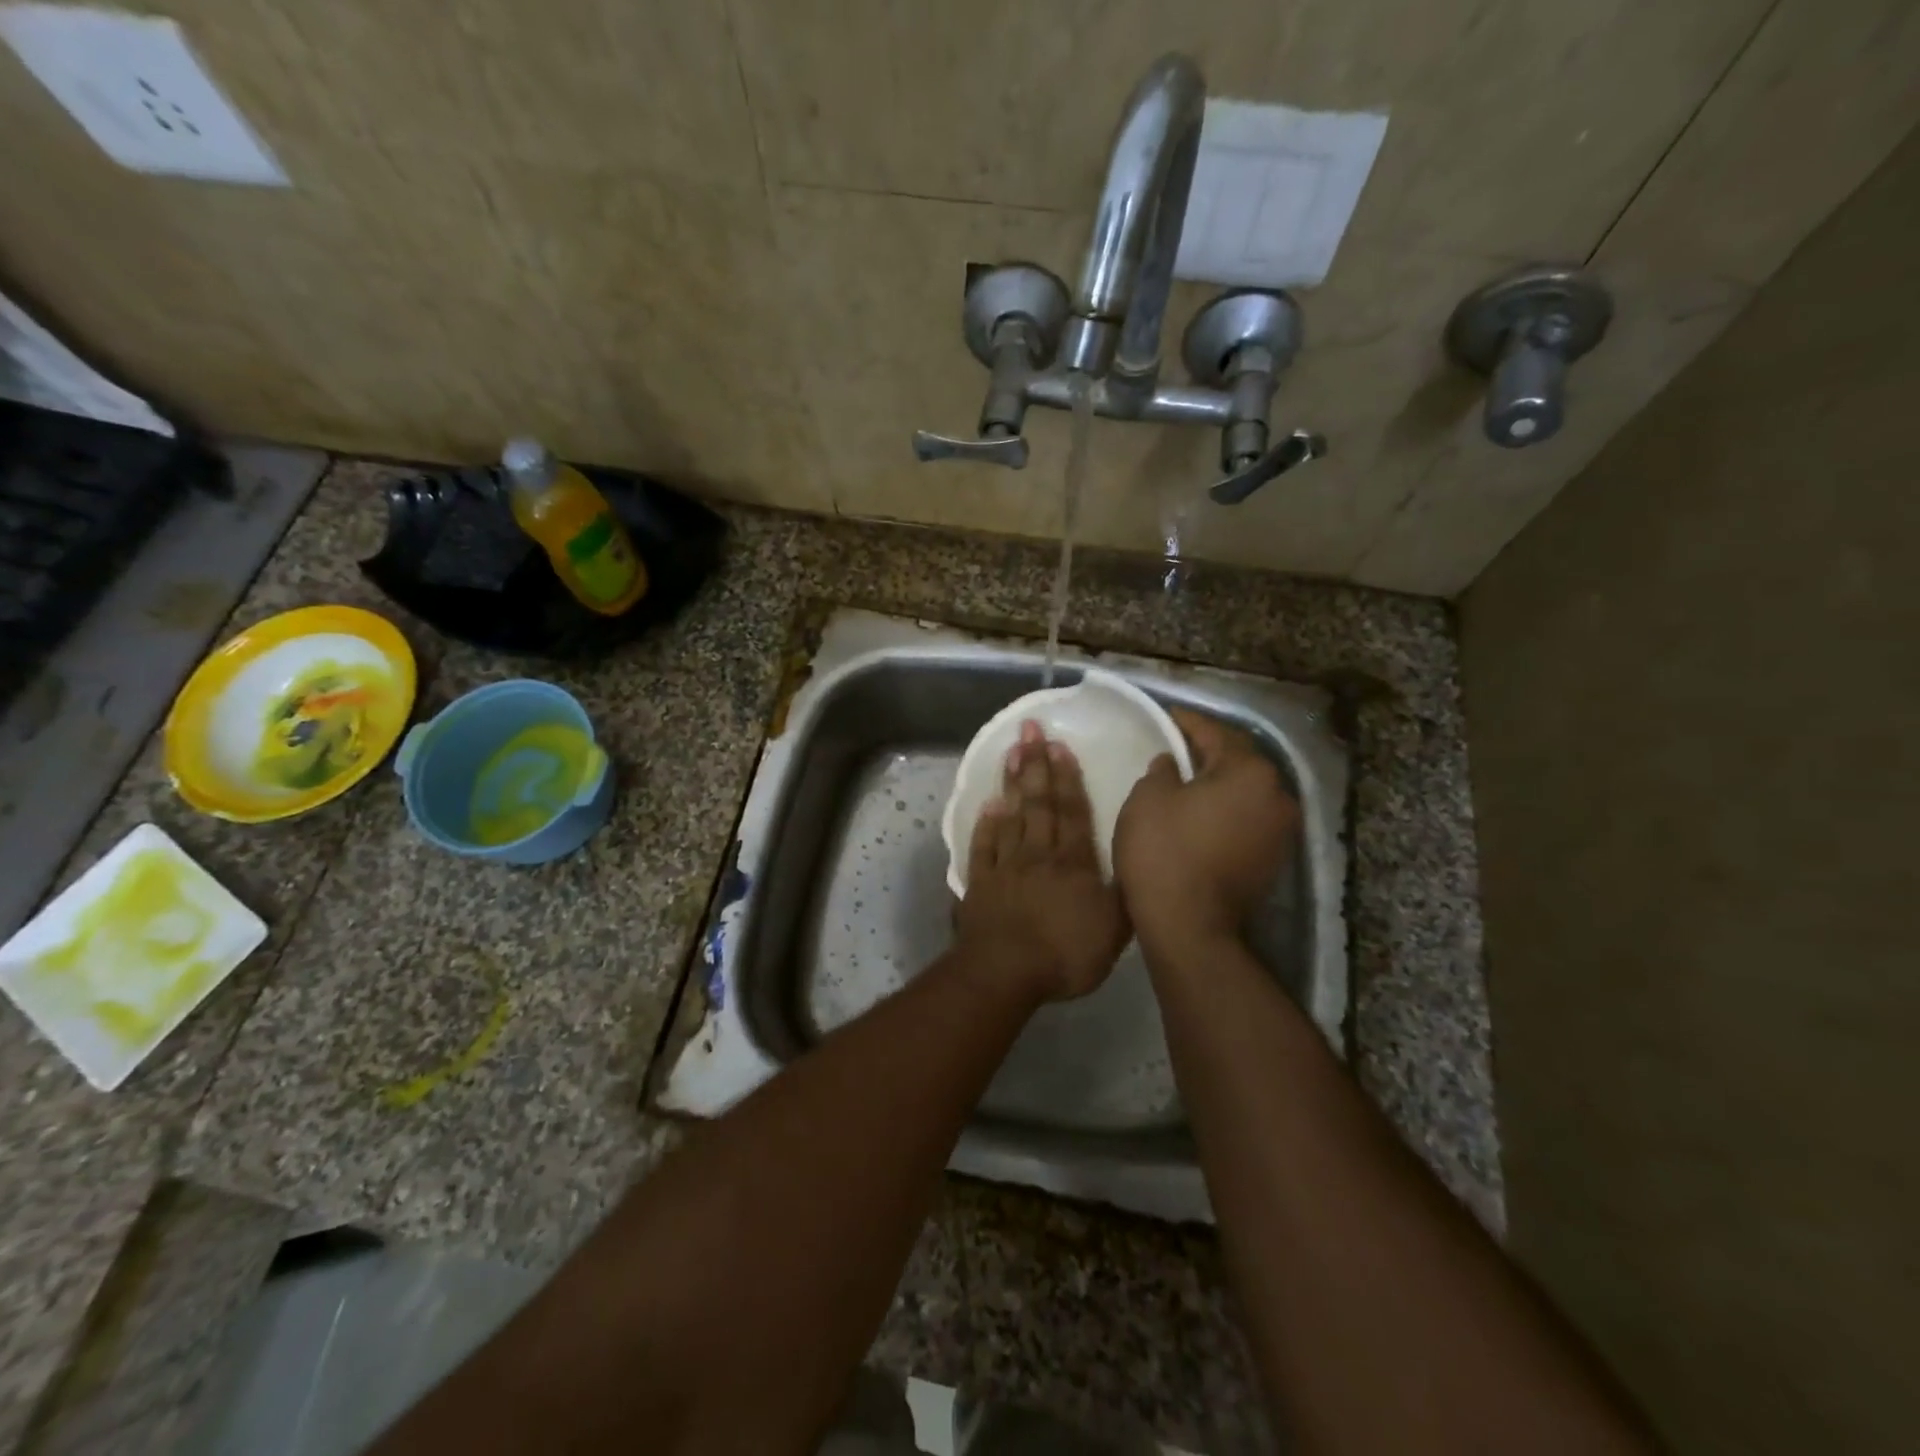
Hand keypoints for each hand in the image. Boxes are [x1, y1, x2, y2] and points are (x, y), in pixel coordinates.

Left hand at [956, 721, 1129, 1002]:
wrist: (1006, 972)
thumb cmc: (1065, 953)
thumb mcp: (1115, 930)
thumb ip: (1125, 894)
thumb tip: (1136, 864)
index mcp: (1073, 862)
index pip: (1072, 812)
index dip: (1067, 777)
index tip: (1059, 745)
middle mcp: (1039, 854)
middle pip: (1039, 803)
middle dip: (1036, 765)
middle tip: (1029, 730)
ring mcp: (1006, 866)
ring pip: (1010, 816)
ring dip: (1012, 783)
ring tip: (1011, 752)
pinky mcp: (980, 883)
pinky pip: (983, 846)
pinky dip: (985, 824)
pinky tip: (987, 804)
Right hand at [1114, 707, 1299, 952]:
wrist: (1189, 925)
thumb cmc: (1164, 851)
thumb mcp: (1148, 797)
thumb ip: (1162, 769)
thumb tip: (1172, 763)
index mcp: (1250, 771)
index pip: (1215, 733)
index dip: (1186, 722)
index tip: (1166, 716)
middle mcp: (1278, 795)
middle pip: (1238, 762)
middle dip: (1207, 753)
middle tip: (1174, 747)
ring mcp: (1281, 831)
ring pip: (1245, 792)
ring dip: (1219, 784)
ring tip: (1186, 781)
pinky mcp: (1273, 860)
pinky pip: (1247, 819)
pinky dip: (1226, 812)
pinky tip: (1200, 815)